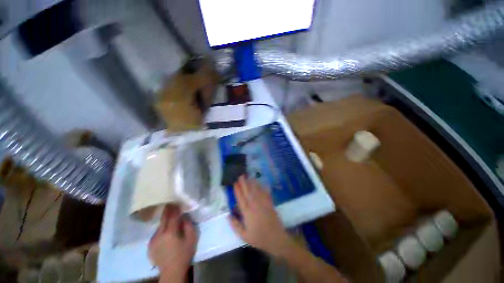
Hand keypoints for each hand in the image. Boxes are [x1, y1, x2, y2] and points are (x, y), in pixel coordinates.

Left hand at [148, 205, 196, 282]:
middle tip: (170, 203)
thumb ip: (188, 225)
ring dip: (164, 221)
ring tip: (169, 217)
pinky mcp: (150, 246)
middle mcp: (159, 235)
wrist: (172, 271)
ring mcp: (153, 240)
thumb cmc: (184, 254)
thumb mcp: (191, 239)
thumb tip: (184, 216)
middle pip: (164, 219)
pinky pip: (156, 233)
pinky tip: (165, 231)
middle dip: (168, 211)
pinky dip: (161, 229)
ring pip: (159, 226)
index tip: (176, 201)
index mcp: (170, 233)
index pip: (172, 216)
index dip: (175, 208)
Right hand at [229, 176, 294, 255]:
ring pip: (256, 190)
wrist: (276, 239)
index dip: (237, 190)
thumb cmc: (259, 238)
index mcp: (247, 213)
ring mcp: (263, 203)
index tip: (235, 183)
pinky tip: (261, 183)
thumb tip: (228, 215)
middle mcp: (255, 205)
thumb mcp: (244, 235)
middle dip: (244, 183)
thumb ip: (235, 225)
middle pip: (248, 192)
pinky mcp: (270, 203)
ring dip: (252, 183)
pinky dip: (263, 187)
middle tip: (241, 175)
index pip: (241, 198)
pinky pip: (265, 193)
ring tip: (249, 176)